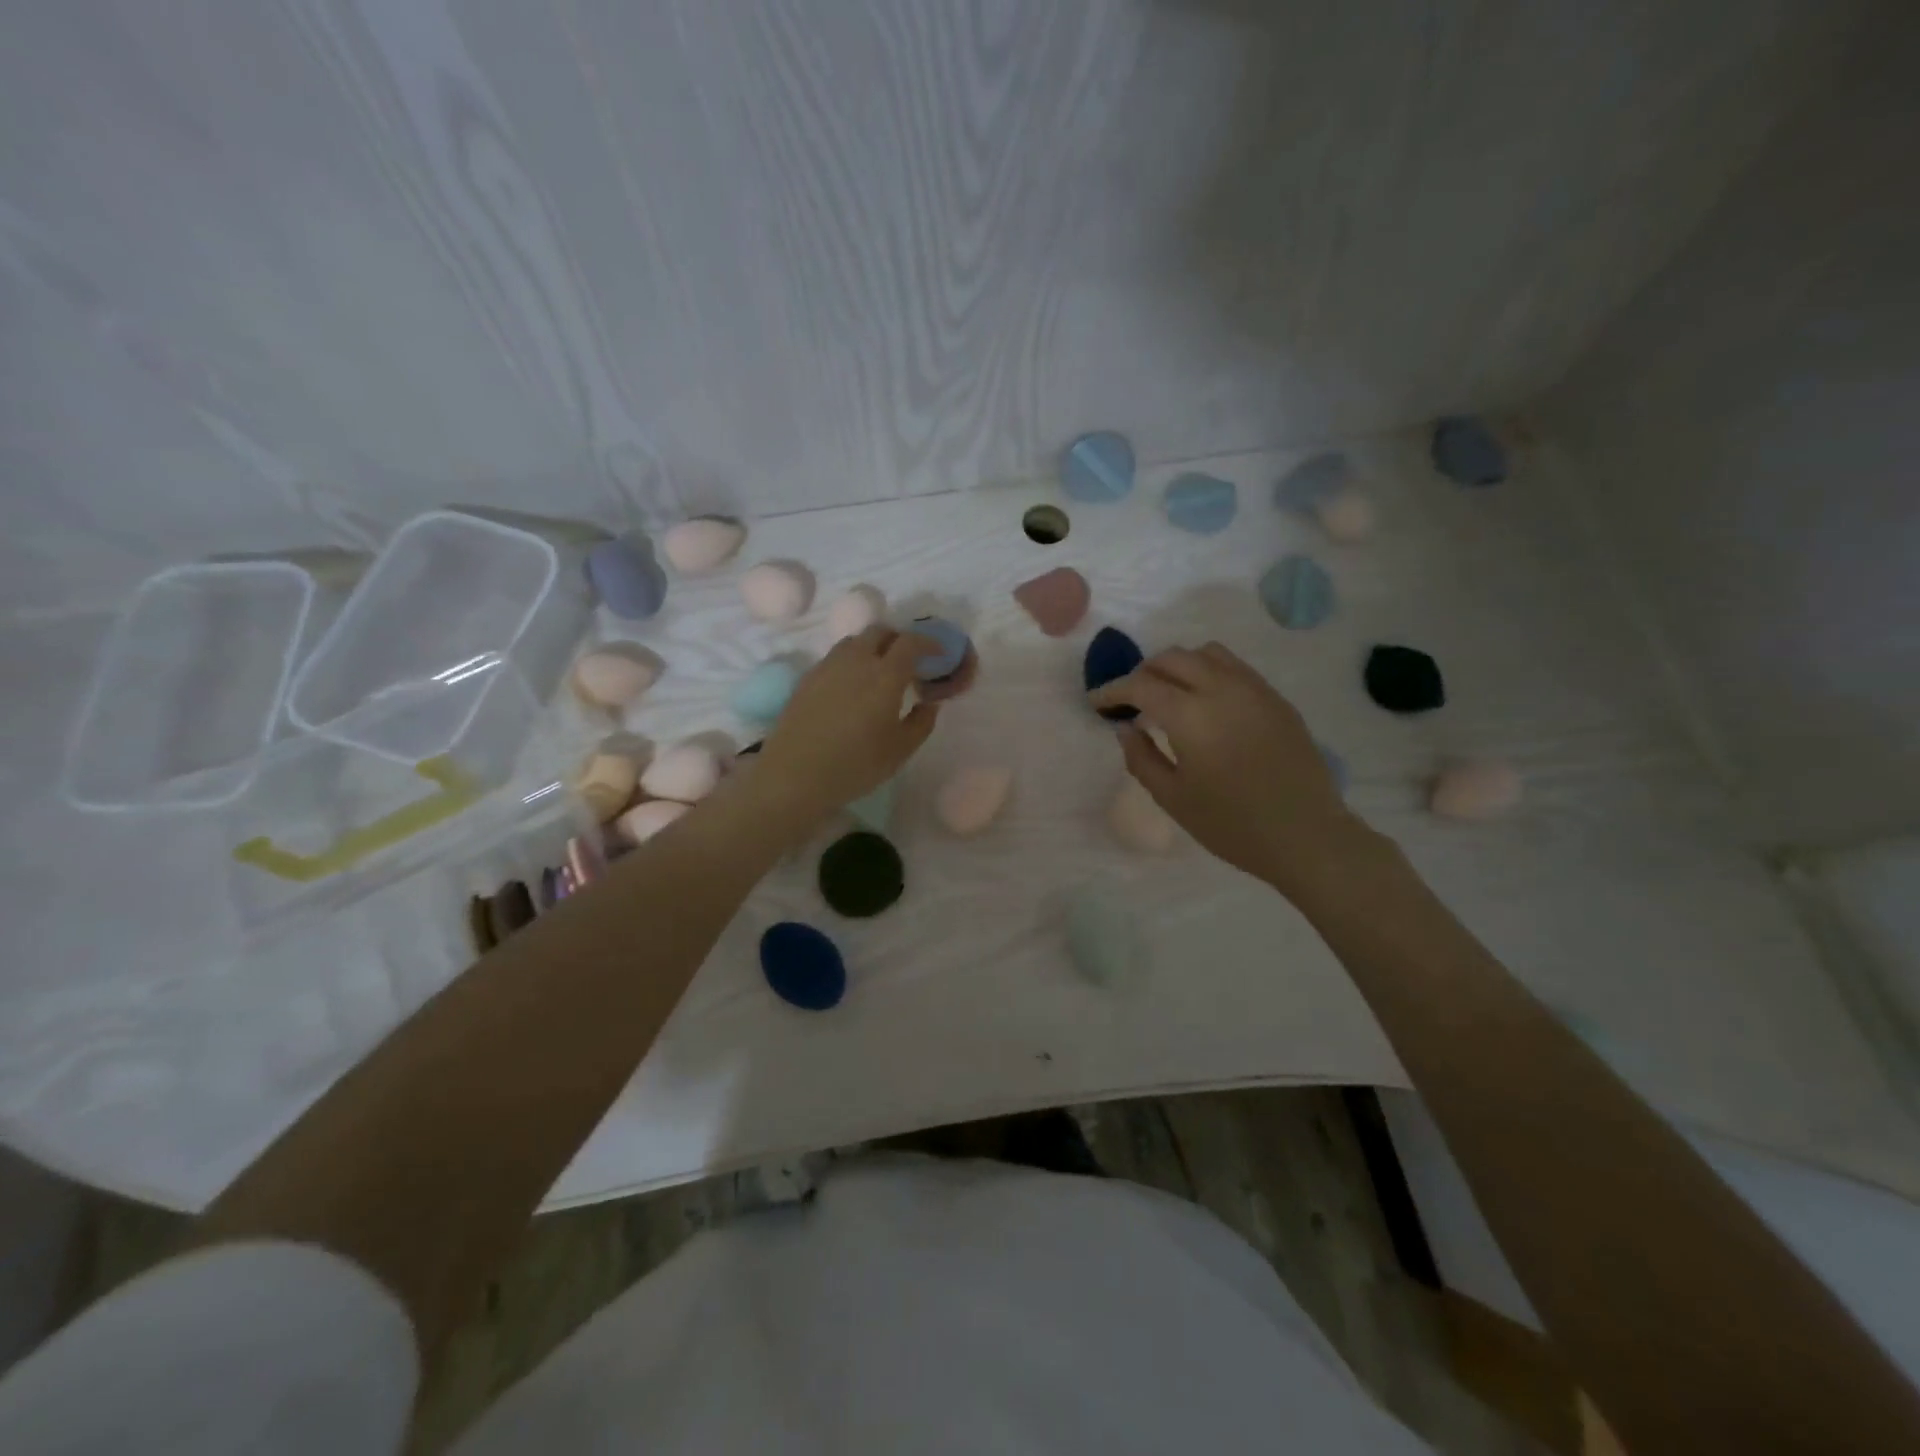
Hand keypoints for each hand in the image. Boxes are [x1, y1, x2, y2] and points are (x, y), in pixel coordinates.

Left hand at [752, 625, 940, 827]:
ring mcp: (827, 666)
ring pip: (855, 641)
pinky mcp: (807, 678)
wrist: (794, 775)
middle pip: (880, 631)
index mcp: (885, 675)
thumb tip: (929, 703)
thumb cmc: (855, 765)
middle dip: (898, 639)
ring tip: (878, 672)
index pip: (911, 642)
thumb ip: (922, 722)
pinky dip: (851, 662)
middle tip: (909, 660)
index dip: (928, 642)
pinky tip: (851, 687)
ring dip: (872, 647)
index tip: (938, 653)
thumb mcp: (900, 750)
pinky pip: (835, 658)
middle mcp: (856, 660)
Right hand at [1089, 642, 1374, 893]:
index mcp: (1191, 715)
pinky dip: (1208, 672)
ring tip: (1168, 693)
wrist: (1306, 836)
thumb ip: (1141, 757)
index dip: (1113, 690)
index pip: (1141, 685)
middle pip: (1173, 658)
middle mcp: (1222, 689)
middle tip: (1130, 699)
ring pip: (1207, 653)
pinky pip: (1235, 667)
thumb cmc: (1232, 825)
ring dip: (1178, 665)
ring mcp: (1254, 690)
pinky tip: (1205, 702)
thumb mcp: (1173, 798)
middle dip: (1143, 672)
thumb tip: (1125, 727)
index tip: (1097, 702)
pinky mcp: (1276, 699)